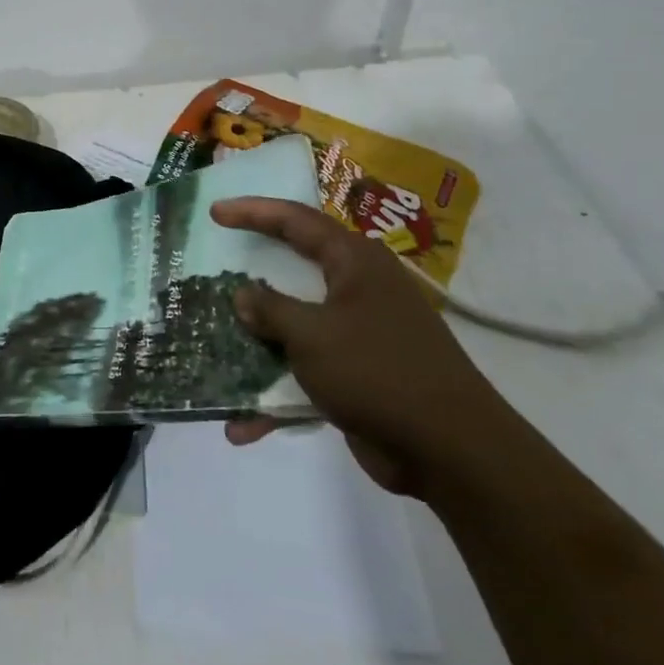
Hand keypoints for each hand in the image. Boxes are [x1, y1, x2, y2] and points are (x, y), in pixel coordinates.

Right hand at [211, 197, 529, 498]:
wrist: (451, 452)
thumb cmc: (378, 372)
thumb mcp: (313, 335)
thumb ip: (271, 309)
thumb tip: (242, 294)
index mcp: (354, 263)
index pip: (295, 221)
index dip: (253, 212)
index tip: (215, 212)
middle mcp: (358, 290)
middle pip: (293, 270)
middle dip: (252, 275)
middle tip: (213, 268)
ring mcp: (359, 334)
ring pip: (295, 326)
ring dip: (257, 345)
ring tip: (212, 348)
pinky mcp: (358, 376)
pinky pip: (305, 373)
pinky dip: (276, 395)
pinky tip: (242, 427)